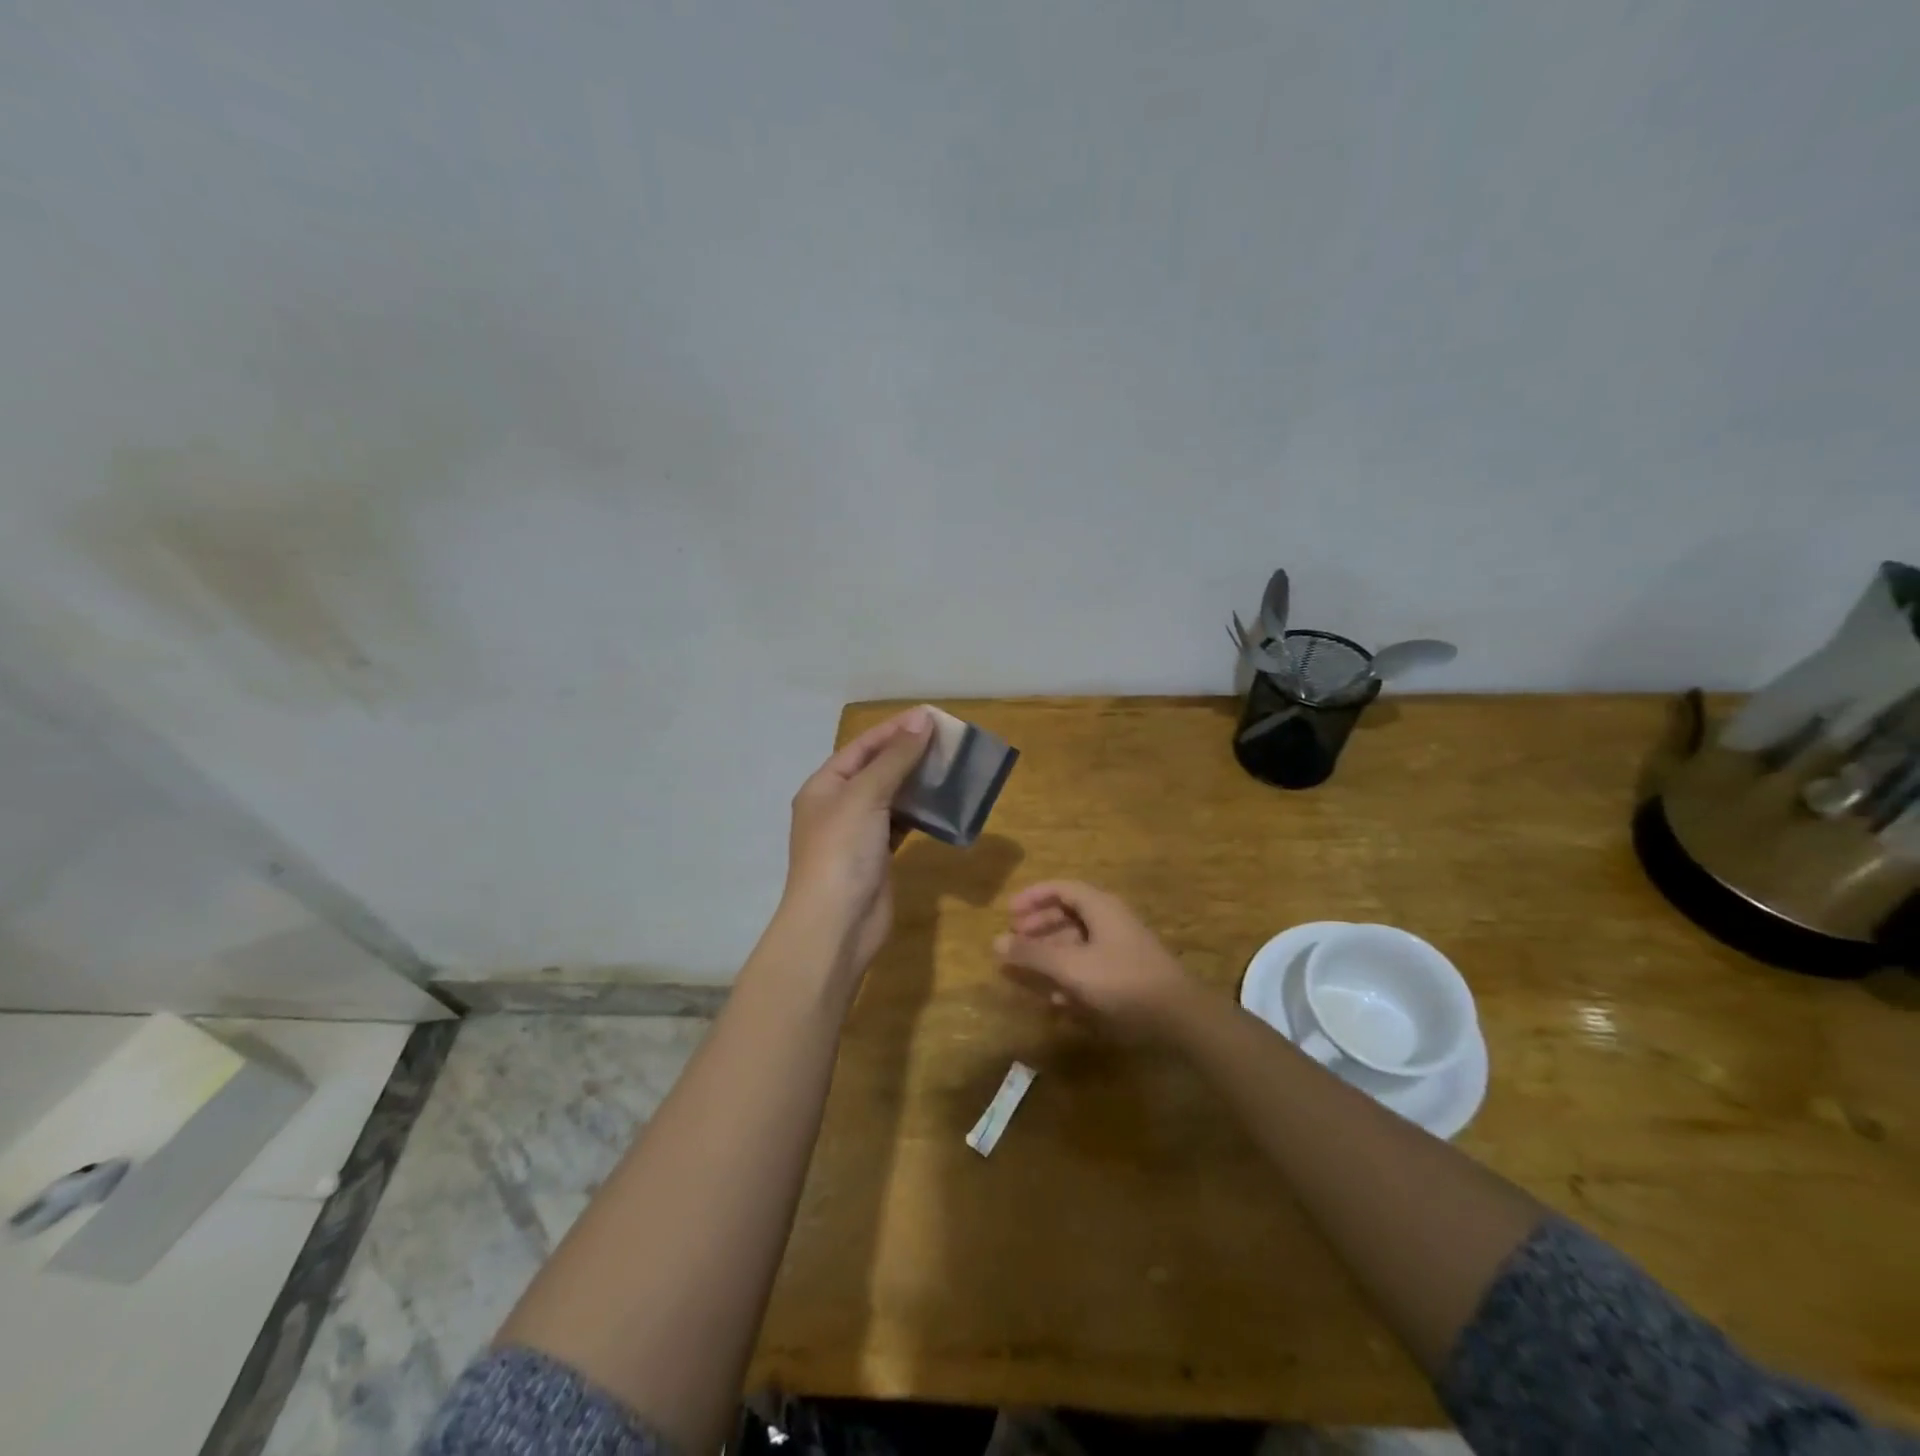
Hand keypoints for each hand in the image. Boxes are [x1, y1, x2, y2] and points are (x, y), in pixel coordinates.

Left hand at [783, 707, 932, 972]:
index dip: (895, 730)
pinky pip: (902, 824)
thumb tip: (922, 720)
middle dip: (909, 754)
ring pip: (892, 798)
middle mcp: (838, 806)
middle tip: (948, 741)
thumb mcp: (865, 796)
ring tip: (952, 766)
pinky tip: (944, 803)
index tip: (931, 717)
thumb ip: (895, 758)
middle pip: (877, 770)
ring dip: (918, 783)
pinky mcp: (878, 856)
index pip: (862, 747)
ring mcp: (858, 833)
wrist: (836, 924)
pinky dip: (921, 813)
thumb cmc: (842, 851)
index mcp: (824, 786)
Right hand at [993, 881, 1197, 1033]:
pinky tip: (1056, 998)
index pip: (1061, 888)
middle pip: (1068, 914)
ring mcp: (1121, 948)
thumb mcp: (1070, 966)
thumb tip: (995, 942)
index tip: (1008, 913)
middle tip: (1014, 942)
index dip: (1032, 897)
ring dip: (1051, 954)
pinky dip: (1070, 974)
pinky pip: (1090, 965)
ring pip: (1078, 942)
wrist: (1179, 1017)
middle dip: (1038, 927)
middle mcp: (1110, 920)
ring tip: (1028, 972)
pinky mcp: (1127, 974)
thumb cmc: (1121, 981)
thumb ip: (1032, 954)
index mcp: (1099, 907)